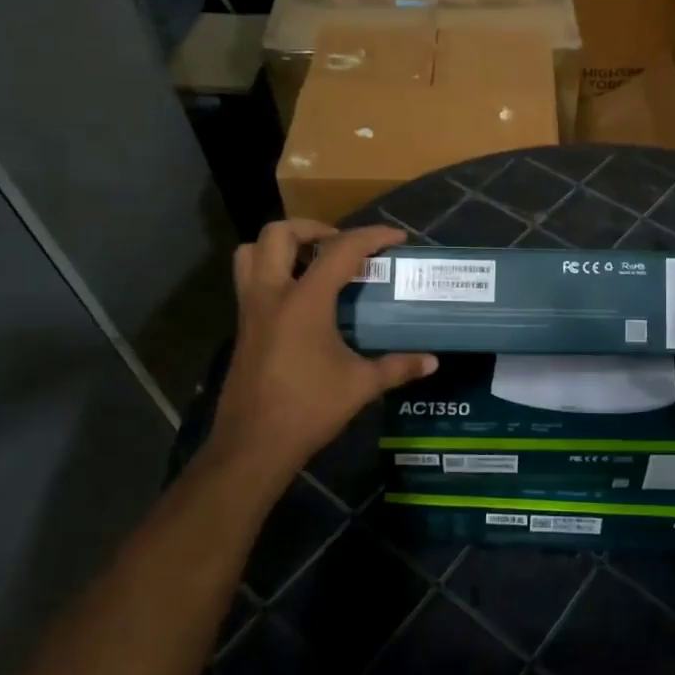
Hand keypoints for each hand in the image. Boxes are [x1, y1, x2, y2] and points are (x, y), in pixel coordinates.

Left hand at [205, 220, 436, 505]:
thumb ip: (397, 366)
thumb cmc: (308, 409)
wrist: (253, 446)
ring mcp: (251, 311)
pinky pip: (250, 281)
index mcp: (304, 300)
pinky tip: (301, 300)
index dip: (372, 236)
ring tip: (312, 262)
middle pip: (279, 234)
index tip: (397, 238)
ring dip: (281, 246)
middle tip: (341, 245)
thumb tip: (432, 361)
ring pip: (251, 253)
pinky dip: (273, 273)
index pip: (341, 250)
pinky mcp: (242, 328)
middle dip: (313, 228)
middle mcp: (271, 295)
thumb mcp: (360, 385)